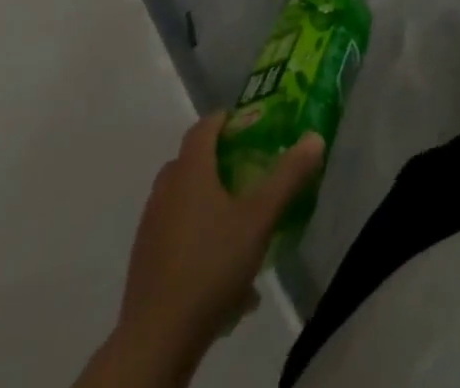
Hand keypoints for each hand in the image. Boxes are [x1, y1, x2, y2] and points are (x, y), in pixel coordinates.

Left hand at [91, 114, 323, 387]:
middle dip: (217, 159)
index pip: (204, 127)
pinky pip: (174, 232)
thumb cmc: (211, 264)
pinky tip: (219, 264)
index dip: (225, 119)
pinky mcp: (145, 261)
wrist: (156, 339)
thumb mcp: (260, 218)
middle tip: (247, 169)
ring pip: (180, 198)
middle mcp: (165, 191)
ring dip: (205, 199)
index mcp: (190, 171)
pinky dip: (195, 234)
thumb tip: (314, 137)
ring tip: (237, 221)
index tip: (249, 123)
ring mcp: (150, 227)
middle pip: (189, 161)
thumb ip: (288, 176)